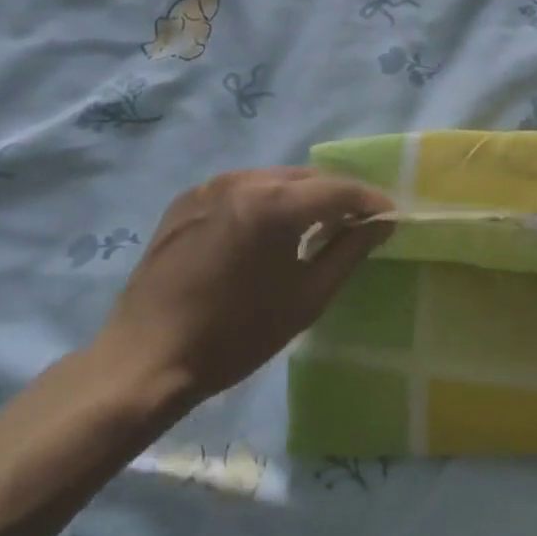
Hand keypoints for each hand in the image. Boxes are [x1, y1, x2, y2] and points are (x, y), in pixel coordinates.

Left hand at [93, 169, 392, 413]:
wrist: (147, 358)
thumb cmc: (237, 334)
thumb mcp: (307, 298)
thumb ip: (350, 251)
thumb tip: (382, 222)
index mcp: (276, 203)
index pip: (340, 189)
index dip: (370, 202)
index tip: (389, 217)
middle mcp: (245, 179)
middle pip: (308, 177)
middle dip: (337, 197)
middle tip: (356, 224)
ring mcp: (212, 185)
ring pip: (274, 179)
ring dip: (301, 197)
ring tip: (314, 227)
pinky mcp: (188, 199)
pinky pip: (242, 188)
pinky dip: (265, 201)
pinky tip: (267, 232)